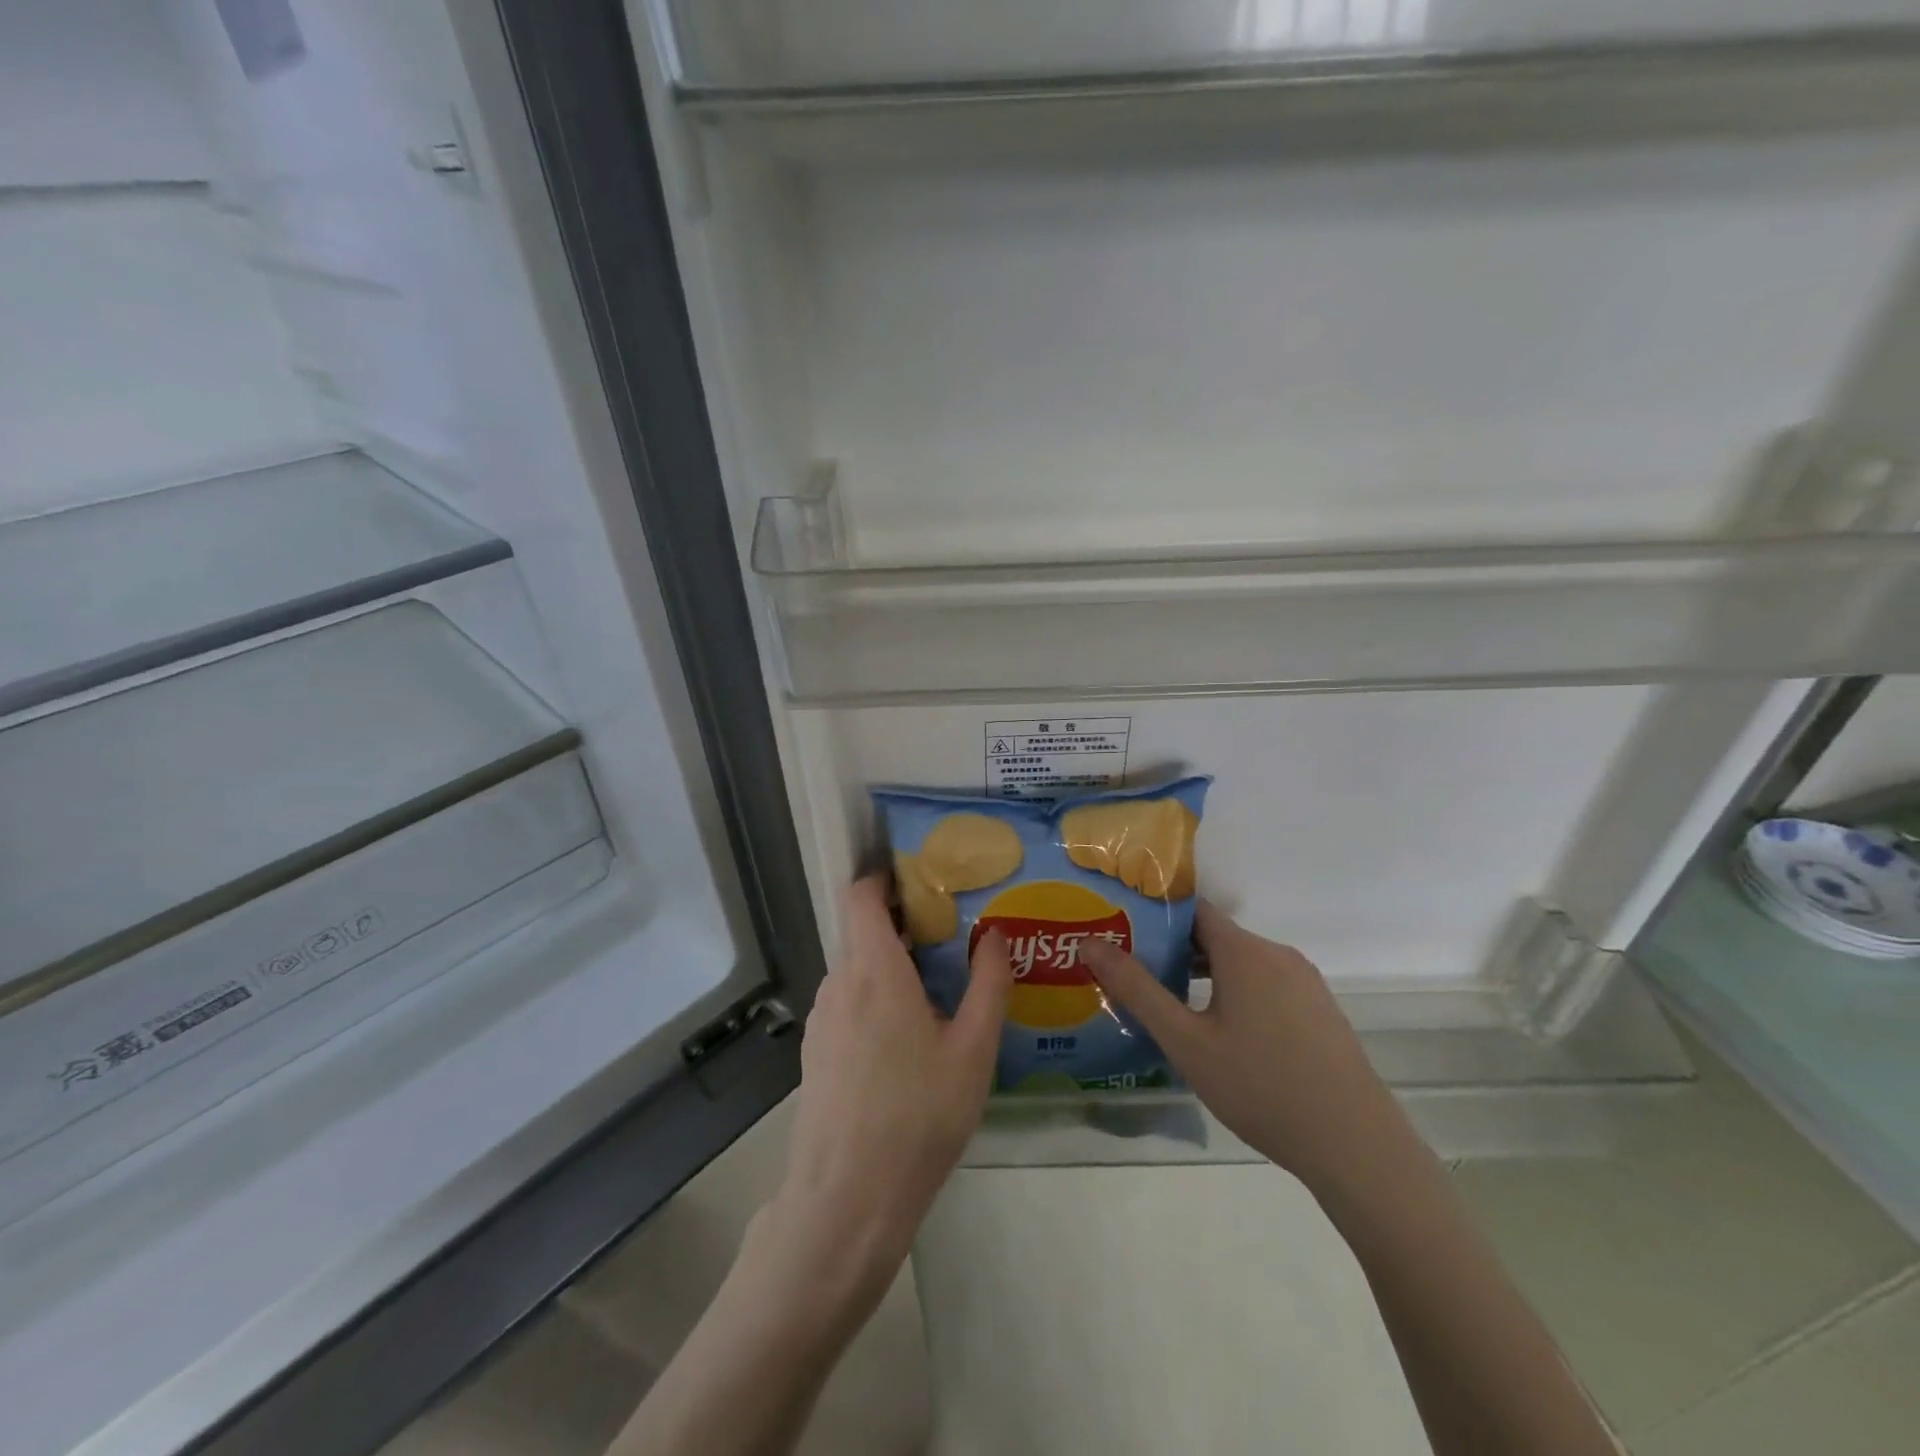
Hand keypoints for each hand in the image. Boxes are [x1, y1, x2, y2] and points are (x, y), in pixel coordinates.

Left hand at [775, 874, 1012, 1280]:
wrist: (846, 1199)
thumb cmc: (918, 1116)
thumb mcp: (972, 1050)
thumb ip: (988, 984)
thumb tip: (995, 934)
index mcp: (873, 969)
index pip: (861, 895)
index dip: (884, 877)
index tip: (923, 881)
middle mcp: (839, 982)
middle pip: (863, 932)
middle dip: (904, 925)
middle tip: (952, 937)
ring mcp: (822, 1019)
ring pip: (856, 970)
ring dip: (890, 966)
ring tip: (937, 989)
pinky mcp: (817, 1052)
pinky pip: (847, 1003)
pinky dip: (874, 998)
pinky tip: (906, 1039)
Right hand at [1080, 901, 1409, 1193]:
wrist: (1356, 1145)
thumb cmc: (1261, 1087)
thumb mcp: (1186, 1042)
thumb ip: (1136, 989)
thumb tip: (1090, 942)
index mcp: (1244, 951)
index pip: (1191, 910)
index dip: (1154, 917)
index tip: (1121, 932)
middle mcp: (1277, 954)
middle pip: (1215, 937)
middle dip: (1173, 952)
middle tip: (1134, 976)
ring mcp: (1305, 983)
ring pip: (1241, 964)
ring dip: (1204, 977)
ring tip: (1169, 1007)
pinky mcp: (1320, 1010)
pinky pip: (1266, 986)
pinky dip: (1236, 994)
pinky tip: (1222, 1036)